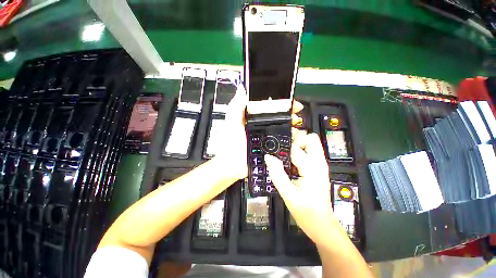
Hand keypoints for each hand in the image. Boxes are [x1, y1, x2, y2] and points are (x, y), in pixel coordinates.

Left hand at [217, 84, 303, 179]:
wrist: (232, 164)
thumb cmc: (231, 142)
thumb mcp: (232, 122)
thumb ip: (236, 106)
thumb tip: (242, 88)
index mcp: (255, 118)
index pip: (272, 107)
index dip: (284, 104)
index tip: (294, 105)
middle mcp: (264, 126)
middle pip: (282, 119)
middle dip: (292, 117)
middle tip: (297, 119)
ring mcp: (269, 138)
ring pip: (286, 131)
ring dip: (295, 130)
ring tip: (299, 131)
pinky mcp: (272, 149)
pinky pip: (285, 145)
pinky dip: (293, 143)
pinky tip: (298, 143)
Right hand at [265, 132, 338, 245]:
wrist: (321, 223)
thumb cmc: (306, 211)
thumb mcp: (288, 194)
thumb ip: (277, 174)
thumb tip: (268, 157)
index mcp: (312, 168)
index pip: (296, 148)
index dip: (283, 146)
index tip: (274, 149)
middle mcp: (319, 162)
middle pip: (311, 138)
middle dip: (296, 138)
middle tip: (283, 148)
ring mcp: (320, 164)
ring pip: (311, 143)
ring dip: (298, 144)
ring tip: (284, 154)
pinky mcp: (318, 168)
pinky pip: (310, 151)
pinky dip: (300, 151)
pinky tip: (290, 161)